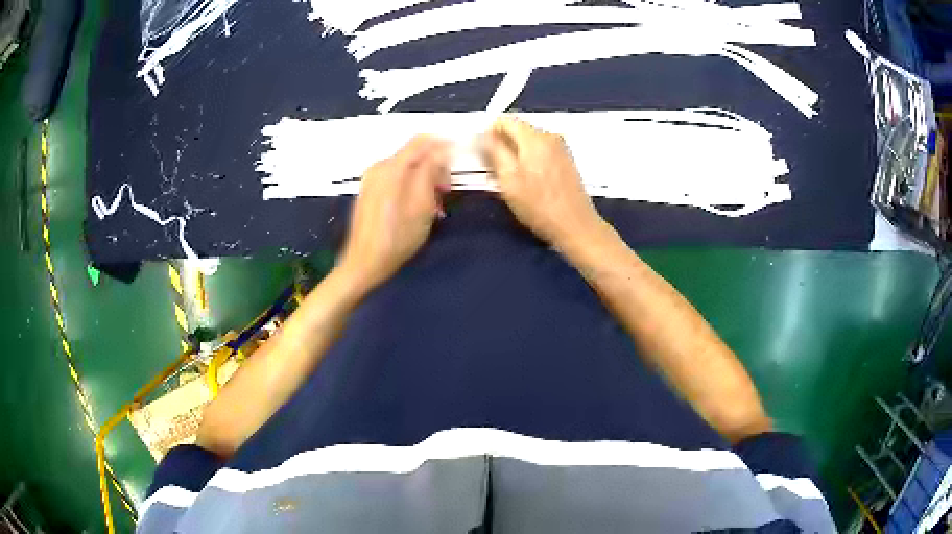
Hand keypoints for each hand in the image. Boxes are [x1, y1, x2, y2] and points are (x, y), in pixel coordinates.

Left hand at [340, 135, 450, 290]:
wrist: (364, 262)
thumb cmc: (397, 237)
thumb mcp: (422, 204)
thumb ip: (431, 171)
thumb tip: (442, 150)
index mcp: (392, 167)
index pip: (422, 141)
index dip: (444, 144)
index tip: (460, 155)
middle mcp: (379, 167)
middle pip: (414, 154)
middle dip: (435, 166)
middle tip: (446, 189)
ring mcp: (371, 179)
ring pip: (406, 168)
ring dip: (424, 179)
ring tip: (434, 204)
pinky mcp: (369, 191)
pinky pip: (395, 178)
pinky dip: (411, 185)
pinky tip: (418, 207)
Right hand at [481, 116, 604, 249]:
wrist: (576, 226)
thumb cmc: (539, 205)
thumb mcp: (508, 179)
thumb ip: (494, 150)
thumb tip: (486, 134)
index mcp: (534, 137)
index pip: (505, 120)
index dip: (490, 133)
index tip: (484, 154)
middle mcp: (550, 136)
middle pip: (517, 130)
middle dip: (503, 146)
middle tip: (496, 171)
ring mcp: (561, 148)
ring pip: (528, 142)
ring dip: (516, 155)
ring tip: (512, 181)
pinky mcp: (566, 161)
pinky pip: (541, 152)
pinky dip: (530, 162)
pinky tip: (529, 183)